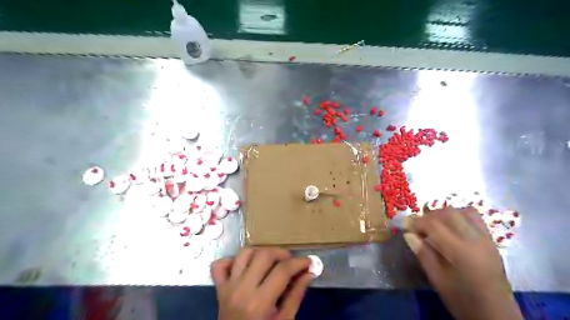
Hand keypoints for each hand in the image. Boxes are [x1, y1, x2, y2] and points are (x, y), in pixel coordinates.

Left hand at [211, 247, 313, 319]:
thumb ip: (296, 296)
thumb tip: (309, 273)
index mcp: (259, 303)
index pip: (282, 271)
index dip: (299, 262)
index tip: (309, 261)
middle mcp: (241, 290)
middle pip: (264, 255)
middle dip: (282, 253)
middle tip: (291, 263)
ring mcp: (227, 287)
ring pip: (244, 253)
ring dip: (261, 252)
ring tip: (272, 262)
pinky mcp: (219, 288)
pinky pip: (220, 265)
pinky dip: (232, 260)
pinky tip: (245, 267)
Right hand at [405, 206, 519, 317]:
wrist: (496, 315)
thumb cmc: (463, 300)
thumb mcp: (437, 279)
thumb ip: (423, 254)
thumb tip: (408, 234)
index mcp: (460, 252)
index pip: (434, 225)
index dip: (416, 222)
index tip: (405, 225)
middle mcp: (475, 240)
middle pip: (448, 213)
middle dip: (429, 216)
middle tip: (418, 226)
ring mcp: (485, 239)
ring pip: (463, 212)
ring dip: (444, 214)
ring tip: (435, 225)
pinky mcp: (491, 241)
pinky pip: (475, 218)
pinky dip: (460, 216)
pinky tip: (451, 228)